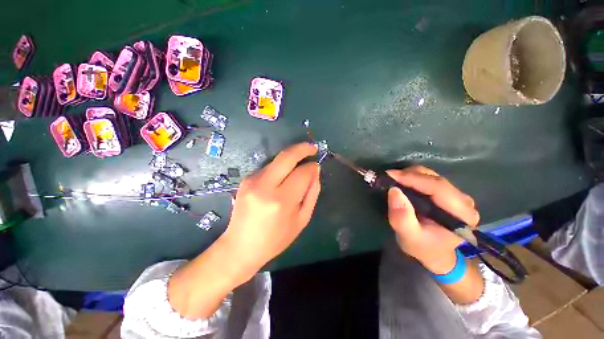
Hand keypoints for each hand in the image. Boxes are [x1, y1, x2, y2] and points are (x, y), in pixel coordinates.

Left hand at [220, 142, 320, 277]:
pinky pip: (269, 167)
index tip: (316, 166)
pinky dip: (280, 167)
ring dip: (291, 158)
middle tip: (312, 148)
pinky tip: (283, 176)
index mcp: (281, 200)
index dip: (312, 167)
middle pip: (286, 156)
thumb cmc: (275, 239)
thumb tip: (314, 171)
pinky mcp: (246, 179)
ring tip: (300, 163)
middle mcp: (265, 186)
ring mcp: (252, 180)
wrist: (240, 246)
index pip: (302, 173)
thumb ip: (312, 193)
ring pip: (277, 159)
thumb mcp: (302, 220)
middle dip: (302, 148)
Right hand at [386, 166, 479, 273]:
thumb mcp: (409, 236)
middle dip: (409, 175)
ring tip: (393, 180)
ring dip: (410, 175)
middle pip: (435, 179)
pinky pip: (430, 179)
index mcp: (461, 214)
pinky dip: (413, 177)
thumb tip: (394, 191)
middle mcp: (464, 202)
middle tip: (388, 177)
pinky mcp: (448, 193)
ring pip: (432, 176)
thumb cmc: (422, 247)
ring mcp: (457, 196)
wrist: (434, 253)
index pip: (438, 188)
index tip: (390, 175)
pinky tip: (402, 183)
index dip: (413, 178)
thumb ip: (401, 217)